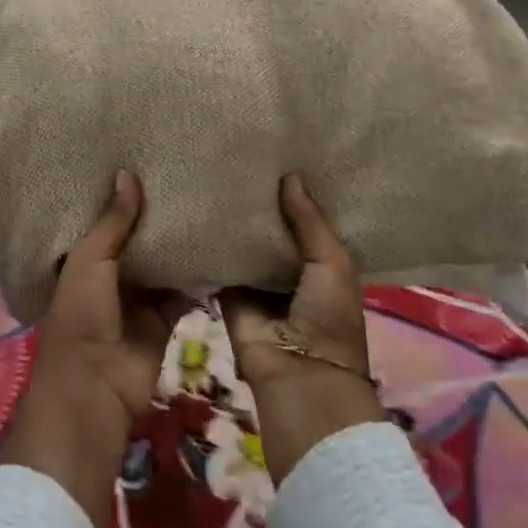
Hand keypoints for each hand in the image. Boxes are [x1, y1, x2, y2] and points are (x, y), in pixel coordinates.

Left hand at [0, 172, 186, 527]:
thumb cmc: (81, 316)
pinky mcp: (166, 319)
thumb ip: (113, 222)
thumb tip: (127, 173)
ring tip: (209, 200)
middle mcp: (114, 274)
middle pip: (141, 239)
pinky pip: (186, 291)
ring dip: (182, 243)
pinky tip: (222, 245)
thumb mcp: (89, 261)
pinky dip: (201, 276)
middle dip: (159, 216)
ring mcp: (141, 298)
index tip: (148, 159)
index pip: (108, 220)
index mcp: (86, 258)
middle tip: (188, 174)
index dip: (125, 197)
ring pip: (165, 263)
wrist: (95, 390)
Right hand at [222, 175, 382, 483]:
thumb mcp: (331, 262)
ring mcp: (256, 279)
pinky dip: (210, 241)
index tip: (276, 150)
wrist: (298, 377)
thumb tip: (290, 175)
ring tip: (213, 169)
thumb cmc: (329, 318)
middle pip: (270, 226)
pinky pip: (218, 261)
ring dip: (233, 217)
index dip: (293, 191)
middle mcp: (287, 266)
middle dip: (258, 199)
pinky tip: (196, 205)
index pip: (304, 218)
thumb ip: (309, 220)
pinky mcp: (227, 290)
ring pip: (242, 241)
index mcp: (320, 261)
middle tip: (237, 152)